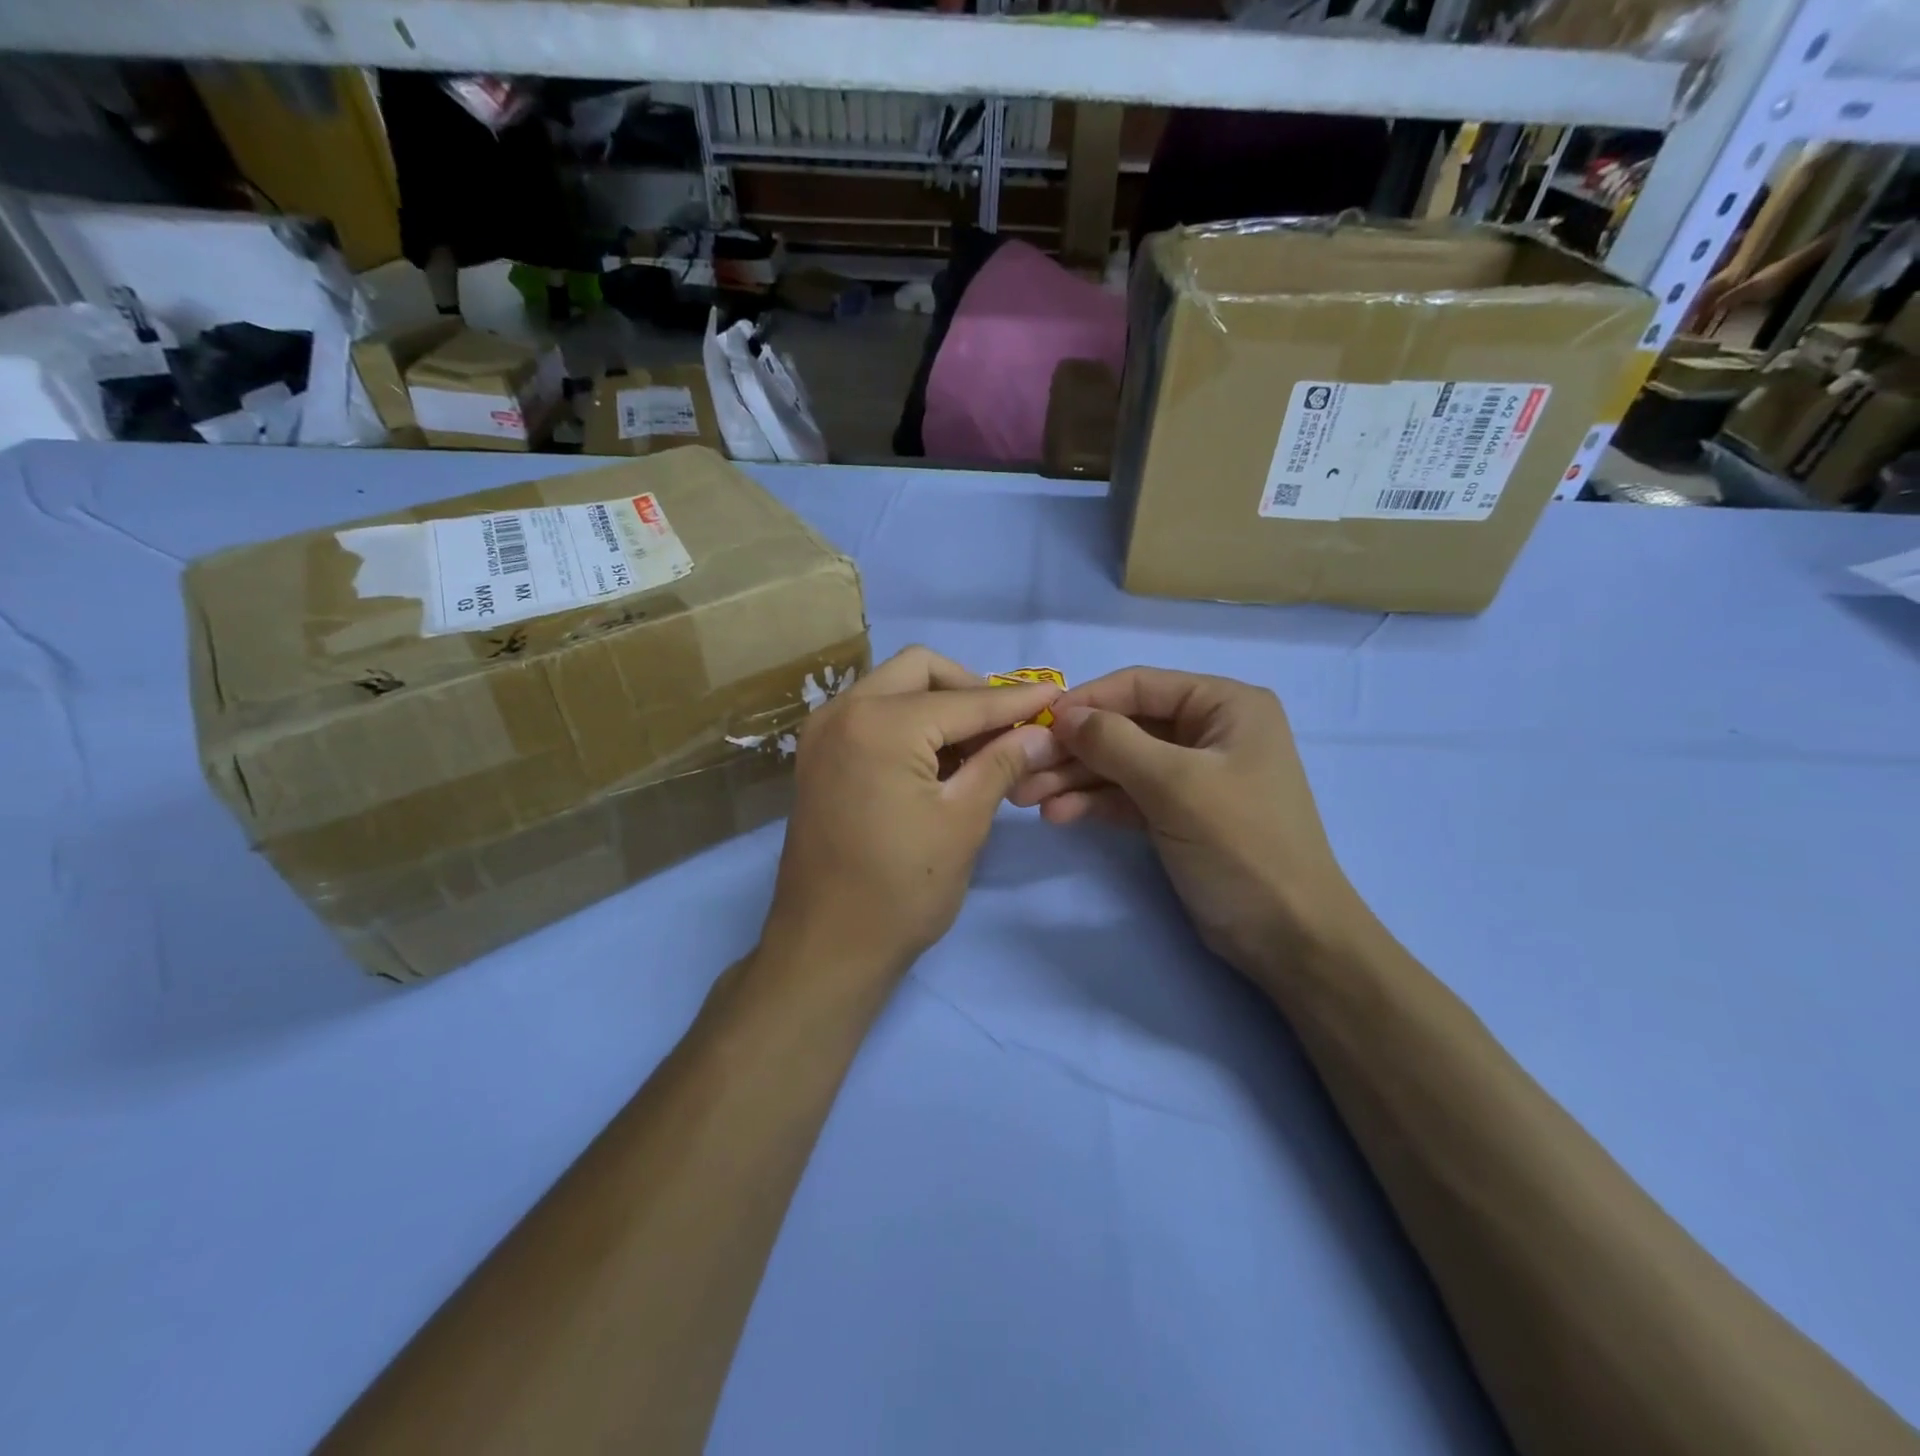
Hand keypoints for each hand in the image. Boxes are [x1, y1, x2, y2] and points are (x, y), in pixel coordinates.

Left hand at [761, 646, 1062, 985]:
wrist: (826, 947)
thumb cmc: (900, 890)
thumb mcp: (963, 822)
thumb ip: (1002, 763)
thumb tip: (1040, 731)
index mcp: (879, 724)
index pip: (964, 700)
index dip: (1016, 700)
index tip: (1057, 695)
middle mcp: (842, 711)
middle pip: (919, 670)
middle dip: (969, 690)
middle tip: (1006, 726)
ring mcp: (823, 732)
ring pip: (893, 688)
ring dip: (938, 705)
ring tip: (979, 746)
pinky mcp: (818, 756)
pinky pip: (872, 715)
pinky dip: (910, 723)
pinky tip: (940, 758)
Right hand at [1010, 667, 1363, 981]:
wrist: (1287, 936)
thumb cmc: (1241, 844)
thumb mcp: (1175, 785)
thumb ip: (1114, 742)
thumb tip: (1062, 715)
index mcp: (1226, 705)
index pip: (1141, 686)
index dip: (1087, 701)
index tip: (1038, 723)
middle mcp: (1209, 731)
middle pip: (1125, 726)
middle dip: (1074, 749)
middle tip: (1024, 768)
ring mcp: (1192, 774)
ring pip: (1121, 763)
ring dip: (1076, 779)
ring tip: (1027, 797)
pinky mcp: (1178, 813)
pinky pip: (1128, 795)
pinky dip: (1095, 803)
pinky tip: (1057, 815)